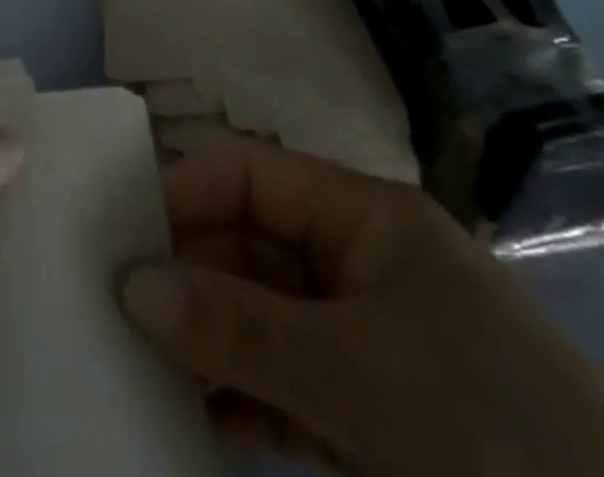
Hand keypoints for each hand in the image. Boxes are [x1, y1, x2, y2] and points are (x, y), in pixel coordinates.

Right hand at [120, 137, 603, 475]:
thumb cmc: (491, 428)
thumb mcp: (360, 374)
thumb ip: (242, 328)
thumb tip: (134, 286)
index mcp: (366, 217)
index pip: (255, 173)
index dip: (187, 191)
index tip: (120, 232)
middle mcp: (359, 262)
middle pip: (251, 245)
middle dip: (187, 273)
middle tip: (112, 311)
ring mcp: (363, 340)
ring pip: (261, 317)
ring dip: (205, 340)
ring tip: (133, 366)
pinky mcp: (368, 414)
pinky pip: (282, 385)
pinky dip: (238, 399)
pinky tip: (189, 421)